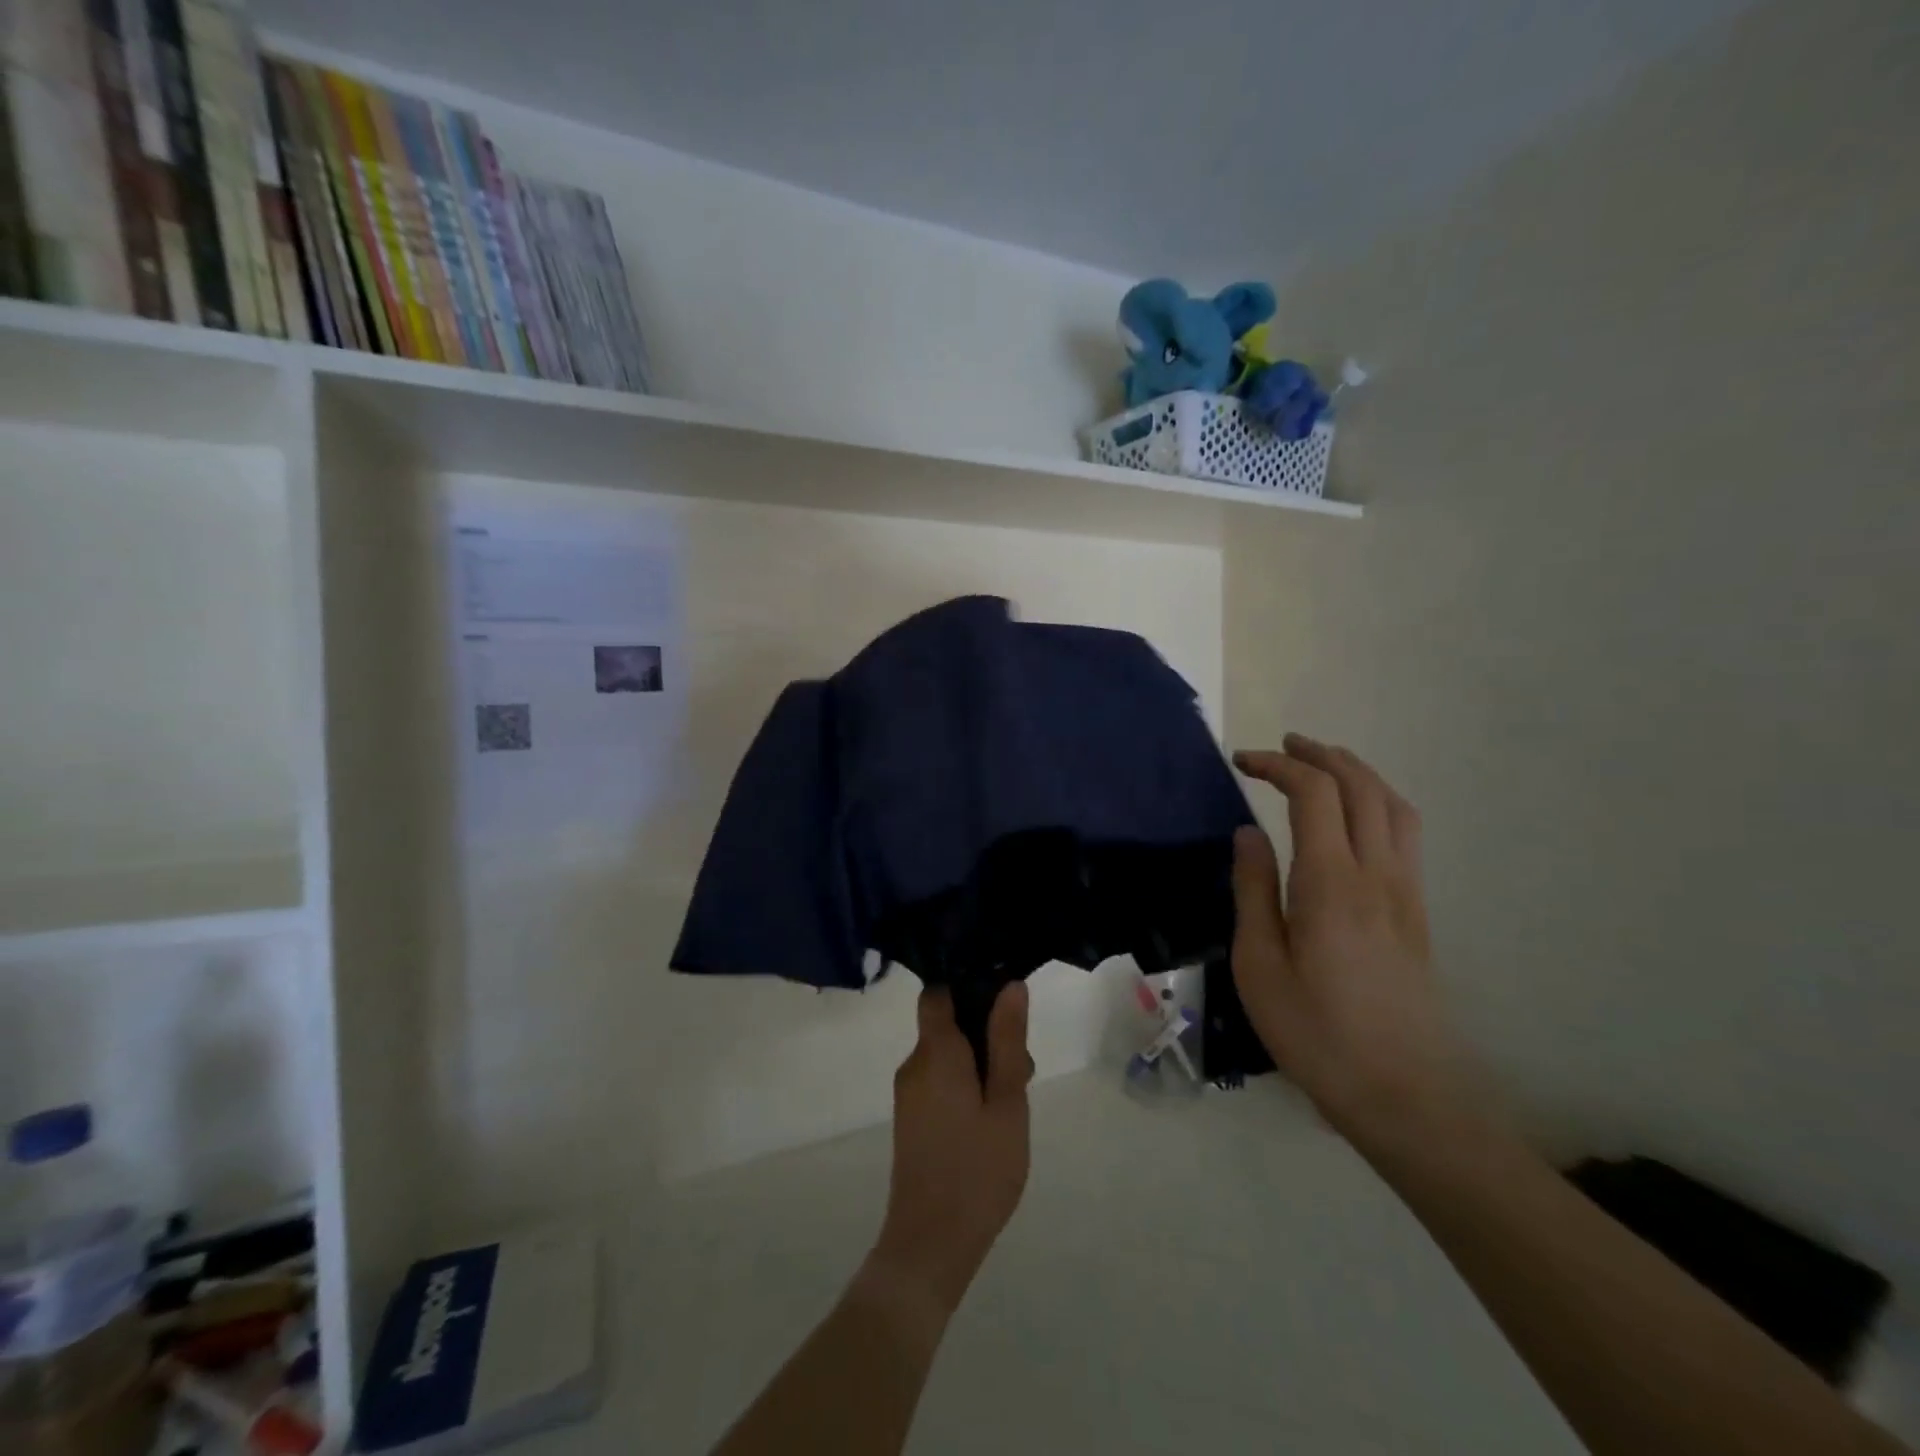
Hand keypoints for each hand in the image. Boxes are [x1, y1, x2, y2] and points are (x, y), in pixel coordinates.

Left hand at [868, 985, 1033, 1315]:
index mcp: (935, 1052)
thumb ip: (1007, 1041)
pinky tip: (989, 1122)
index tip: (1003, 1005)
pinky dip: (963, 1085)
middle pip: (947, 1025)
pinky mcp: (910, 1119)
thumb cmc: (978, 1169)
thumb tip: (1009, 985)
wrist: (930, 1246)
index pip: (938, 993)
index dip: (968, 987)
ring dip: (978, 1064)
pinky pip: (938, 1080)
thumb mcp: (1006, 1101)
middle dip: (985, 1035)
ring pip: (946, 1055)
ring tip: (1010, 1104)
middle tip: (1021, 1071)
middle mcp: (913, 1064)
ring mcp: (908, 1094)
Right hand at [1231, 735, 1486, 1151]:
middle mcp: (1377, 874)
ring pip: (1394, 806)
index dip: (1278, 765)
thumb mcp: (1259, 964)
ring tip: (1323, 766)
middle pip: (1361, 787)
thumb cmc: (1316, 1033)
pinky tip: (1356, 820)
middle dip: (1321, 755)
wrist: (1405, 1096)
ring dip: (1357, 773)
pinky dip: (1378, 803)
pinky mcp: (1418, 914)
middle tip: (1282, 746)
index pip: (1313, 794)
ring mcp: (1406, 892)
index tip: (1242, 761)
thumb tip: (1248, 834)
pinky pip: (1405, 834)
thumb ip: (1254, 890)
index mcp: (1331, 882)